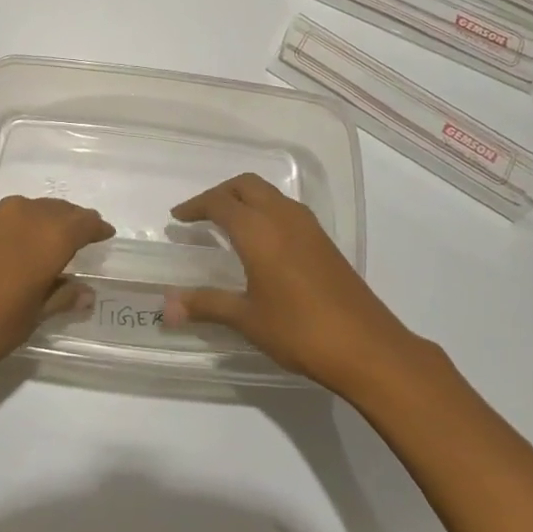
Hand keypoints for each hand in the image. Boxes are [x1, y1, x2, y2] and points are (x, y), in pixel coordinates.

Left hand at [0, 197, 112, 389]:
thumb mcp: (31, 318)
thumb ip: (61, 296)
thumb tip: (84, 291)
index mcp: (48, 236)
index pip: (83, 222)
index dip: (96, 228)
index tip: (104, 234)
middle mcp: (20, 215)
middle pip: (54, 210)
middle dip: (68, 222)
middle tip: (76, 237)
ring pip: (22, 211)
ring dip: (36, 223)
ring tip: (38, 244)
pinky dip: (5, 231)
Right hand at [163, 173, 423, 397]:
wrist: (366, 346)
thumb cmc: (299, 330)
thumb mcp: (247, 319)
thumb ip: (207, 305)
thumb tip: (166, 307)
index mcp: (259, 230)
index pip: (220, 203)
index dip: (196, 206)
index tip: (178, 218)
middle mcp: (282, 217)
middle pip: (246, 185)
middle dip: (220, 193)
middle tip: (200, 214)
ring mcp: (308, 226)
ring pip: (269, 193)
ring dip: (245, 198)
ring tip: (227, 223)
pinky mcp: (323, 240)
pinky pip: (286, 208)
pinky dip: (265, 209)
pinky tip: (262, 240)